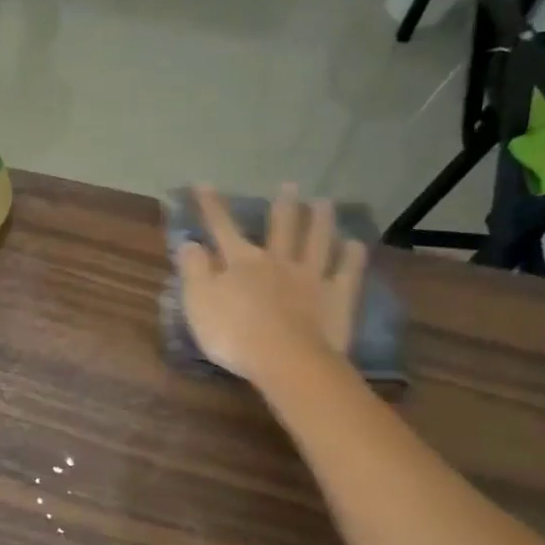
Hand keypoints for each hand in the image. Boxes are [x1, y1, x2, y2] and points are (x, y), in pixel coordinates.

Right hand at [177, 184, 367, 383]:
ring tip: (324, 203)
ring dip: (320, 221)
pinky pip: (347, 271)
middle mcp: (277, 261)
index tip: (203, 184)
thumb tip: (189, 242)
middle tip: (290, 185)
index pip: (222, 227)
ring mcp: (311, 277)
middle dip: (283, 206)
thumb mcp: (198, 302)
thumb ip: (193, 270)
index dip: (211, 206)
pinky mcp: (337, 297)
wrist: (286, 360)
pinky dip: (351, 256)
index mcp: (241, 262)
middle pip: (281, 228)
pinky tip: (355, 244)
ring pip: (316, 241)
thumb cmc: (233, 333)